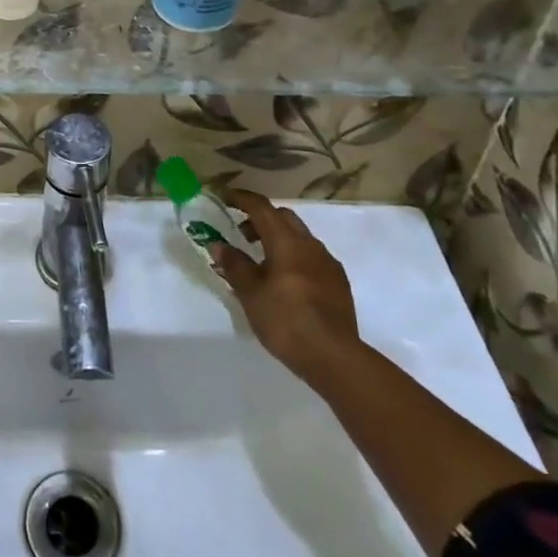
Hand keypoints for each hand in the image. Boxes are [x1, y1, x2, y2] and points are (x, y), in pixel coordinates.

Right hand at [213, 190, 364, 390]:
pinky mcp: (339, 282)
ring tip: (263, 262)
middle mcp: (309, 244)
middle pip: (283, 217)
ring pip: (300, 236)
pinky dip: (295, 256)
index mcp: (285, 241)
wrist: (334, 358)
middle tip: (242, 233)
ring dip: (279, 238)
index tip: (224, 198)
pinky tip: (288, 281)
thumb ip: (234, 264)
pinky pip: (312, 256)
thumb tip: (218, 245)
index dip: (241, 198)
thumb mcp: (250, 293)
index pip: (261, 207)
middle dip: (260, 218)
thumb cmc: (285, 320)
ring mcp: (328, 263)